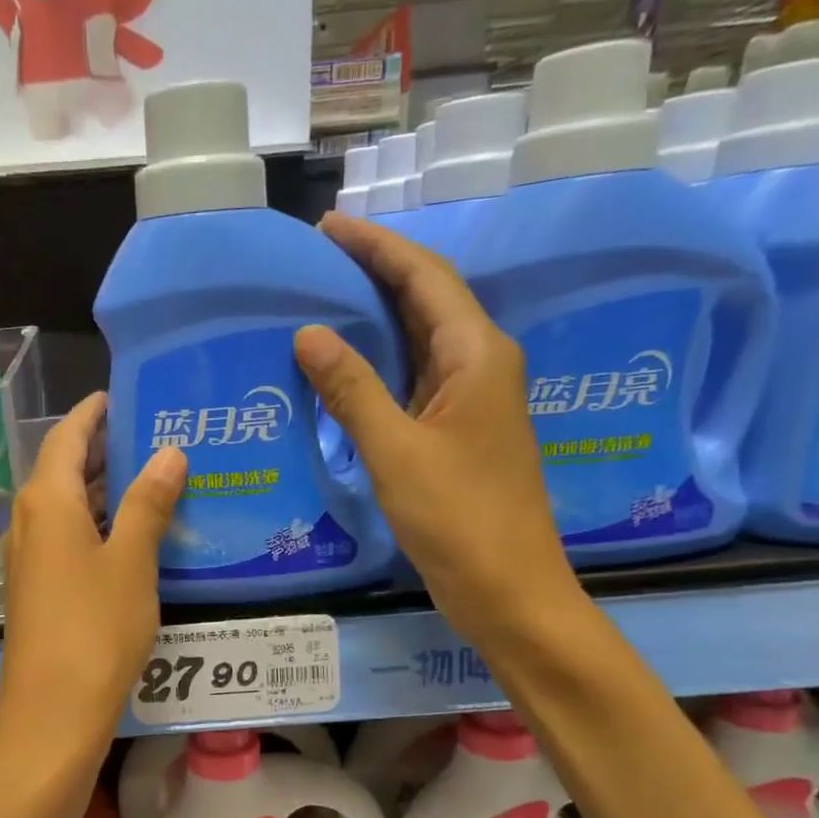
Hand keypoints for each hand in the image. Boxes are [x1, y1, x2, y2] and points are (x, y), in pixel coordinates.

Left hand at [0, 393, 184, 775]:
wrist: (52, 715)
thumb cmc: (95, 629)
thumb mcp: (132, 562)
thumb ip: (148, 503)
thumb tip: (168, 452)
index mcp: (45, 501)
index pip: (66, 436)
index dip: (92, 413)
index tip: (121, 395)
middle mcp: (28, 521)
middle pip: (61, 468)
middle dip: (102, 449)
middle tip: (153, 434)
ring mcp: (28, 557)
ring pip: (64, 505)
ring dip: (101, 488)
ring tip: (151, 476)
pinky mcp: (36, 588)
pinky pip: (65, 536)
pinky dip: (95, 522)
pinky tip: (131, 533)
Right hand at [295, 213, 576, 642]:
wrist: (508, 590)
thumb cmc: (459, 518)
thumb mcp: (396, 452)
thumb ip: (353, 389)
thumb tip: (309, 332)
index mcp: (477, 355)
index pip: (425, 277)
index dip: (377, 247)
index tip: (328, 227)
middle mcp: (480, 366)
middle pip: (427, 299)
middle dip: (377, 271)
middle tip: (319, 258)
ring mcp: (471, 401)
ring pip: (421, 339)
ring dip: (378, 315)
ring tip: (325, 298)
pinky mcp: (458, 433)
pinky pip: (415, 379)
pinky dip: (380, 364)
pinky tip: (345, 368)